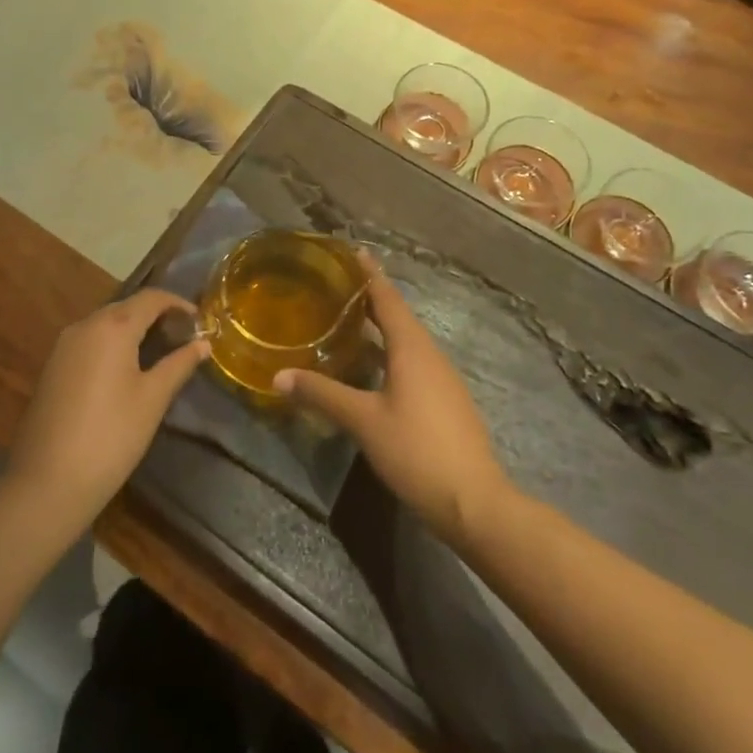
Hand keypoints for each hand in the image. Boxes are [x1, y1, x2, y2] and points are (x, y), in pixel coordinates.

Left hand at [5, 289, 207, 530]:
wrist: (47, 481)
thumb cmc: (111, 436)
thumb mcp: (153, 399)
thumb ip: (179, 364)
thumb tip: (203, 343)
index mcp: (112, 326)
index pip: (150, 298)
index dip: (177, 303)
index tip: (199, 320)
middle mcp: (84, 326)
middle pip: (126, 307)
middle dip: (156, 316)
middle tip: (183, 336)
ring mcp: (63, 345)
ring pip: (105, 324)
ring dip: (133, 329)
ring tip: (159, 351)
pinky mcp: (52, 367)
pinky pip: (89, 341)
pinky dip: (112, 344)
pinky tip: (126, 369)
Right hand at [274, 256, 509, 544]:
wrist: (474, 501)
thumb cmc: (416, 450)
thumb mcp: (363, 421)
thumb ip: (321, 394)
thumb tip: (278, 376)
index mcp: (412, 348)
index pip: (387, 298)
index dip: (369, 274)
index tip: (354, 251)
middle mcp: (430, 354)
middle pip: (398, 316)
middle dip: (370, 299)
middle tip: (337, 286)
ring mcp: (442, 378)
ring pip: (406, 341)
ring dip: (380, 328)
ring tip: (347, 323)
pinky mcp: (446, 400)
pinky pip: (413, 362)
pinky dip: (389, 353)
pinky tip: (372, 369)